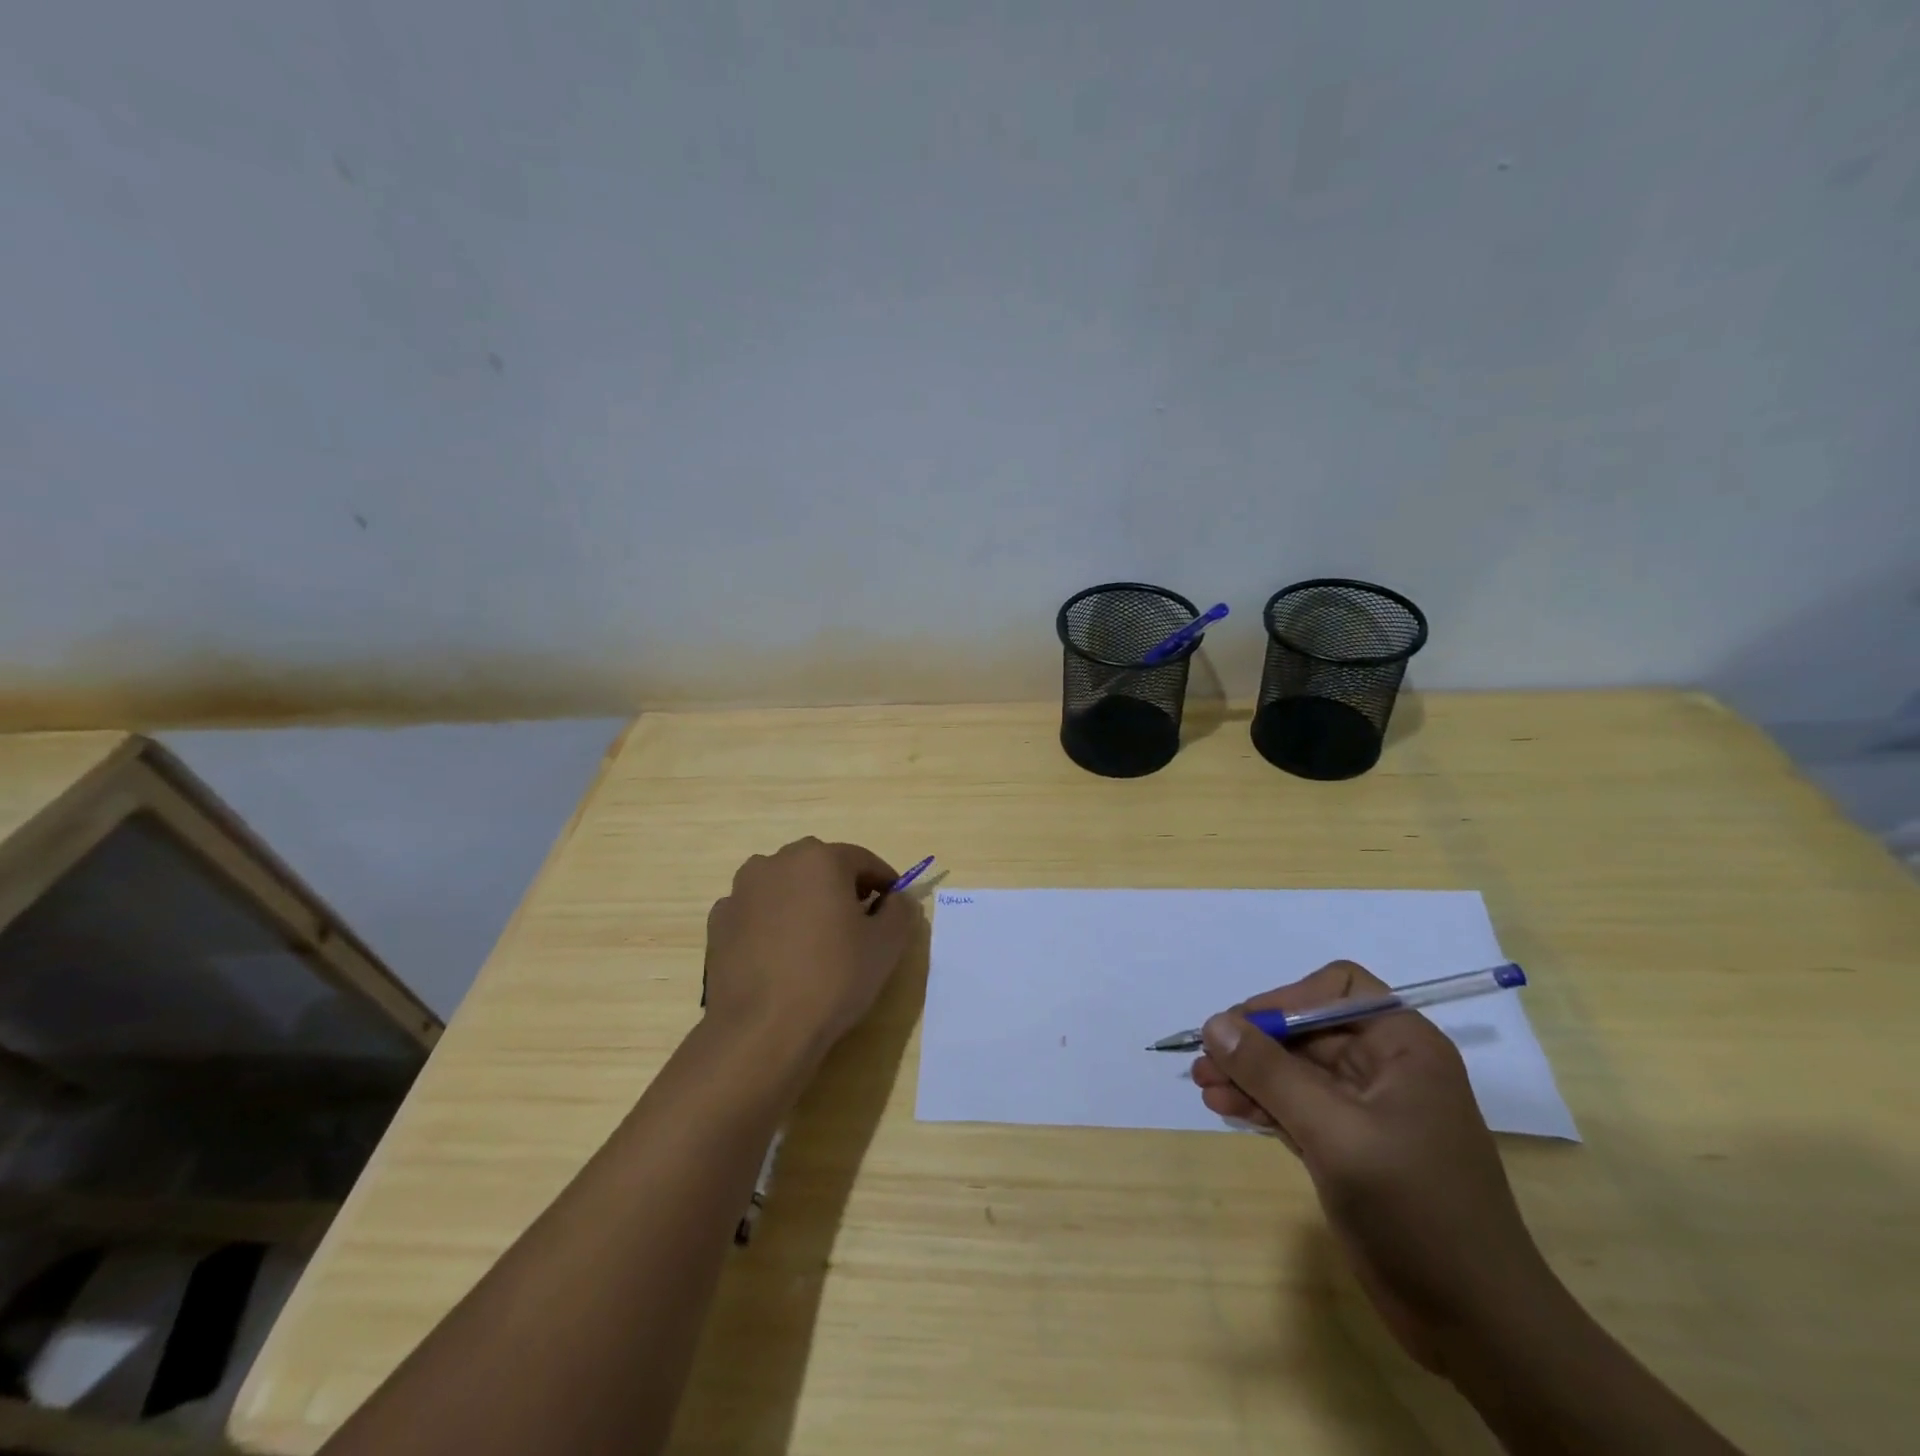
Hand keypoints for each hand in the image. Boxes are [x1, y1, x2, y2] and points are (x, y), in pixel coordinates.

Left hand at [703, 838, 914, 1065]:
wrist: (761, 1031)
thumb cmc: (833, 978)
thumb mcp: (886, 945)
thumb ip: (900, 911)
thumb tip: (897, 899)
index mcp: (819, 858)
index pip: (863, 861)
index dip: (884, 883)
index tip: (893, 909)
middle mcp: (775, 862)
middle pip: (820, 868)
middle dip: (842, 890)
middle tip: (858, 927)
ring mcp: (740, 891)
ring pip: (785, 888)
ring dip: (803, 904)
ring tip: (815, 944)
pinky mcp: (717, 923)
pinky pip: (757, 913)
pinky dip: (772, 924)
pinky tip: (781, 958)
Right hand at [1191, 961, 1553, 1373]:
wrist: (1476, 1325)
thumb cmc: (1415, 1210)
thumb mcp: (1336, 1133)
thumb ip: (1271, 1073)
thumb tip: (1214, 1023)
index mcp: (1403, 1046)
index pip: (1335, 989)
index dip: (1285, 1000)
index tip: (1242, 1029)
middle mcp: (1386, 1067)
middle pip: (1306, 1030)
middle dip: (1253, 1043)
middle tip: (1203, 1061)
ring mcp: (1367, 1109)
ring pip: (1294, 1069)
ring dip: (1248, 1074)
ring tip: (1203, 1086)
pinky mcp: (1350, 1146)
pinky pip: (1295, 1105)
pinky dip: (1260, 1103)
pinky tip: (1225, 1108)